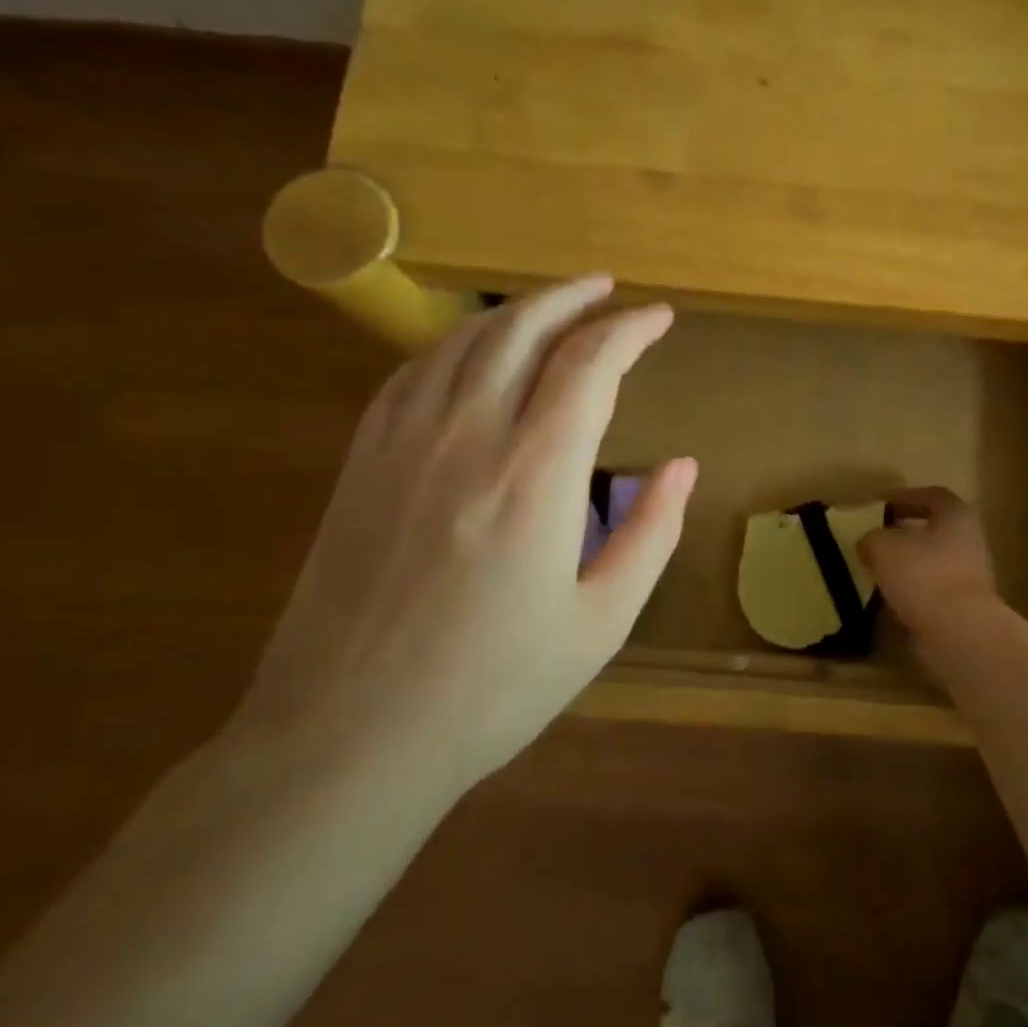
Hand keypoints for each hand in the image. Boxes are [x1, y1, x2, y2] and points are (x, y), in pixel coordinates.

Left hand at [235, 276, 695, 798]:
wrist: (347, 738)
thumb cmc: (491, 688)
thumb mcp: (601, 621)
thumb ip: (651, 532)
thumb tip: (681, 465)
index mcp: (535, 475)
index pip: (589, 366)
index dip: (629, 331)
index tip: (659, 318)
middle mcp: (467, 438)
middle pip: (521, 331)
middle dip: (571, 298)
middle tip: (606, 288)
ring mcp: (403, 444)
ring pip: (462, 342)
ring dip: (513, 311)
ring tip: (549, 306)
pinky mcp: (360, 464)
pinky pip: (411, 374)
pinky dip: (454, 345)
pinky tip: (470, 351)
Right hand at [859, 486, 1001, 639]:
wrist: (958, 631)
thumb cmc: (923, 574)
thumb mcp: (881, 546)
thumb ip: (871, 538)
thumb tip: (869, 543)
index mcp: (956, 515)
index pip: (931, 496)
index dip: (903, 497)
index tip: (878, 506)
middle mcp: (969, 541)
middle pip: (933, 531)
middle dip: (903, 534)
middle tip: (875, 538)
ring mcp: (971, 576)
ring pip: (932, 563)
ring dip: (906, 566)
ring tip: (875, 571)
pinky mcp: (964, 608)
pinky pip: (932, 593)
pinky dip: (911, 594)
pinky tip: (887, 601)